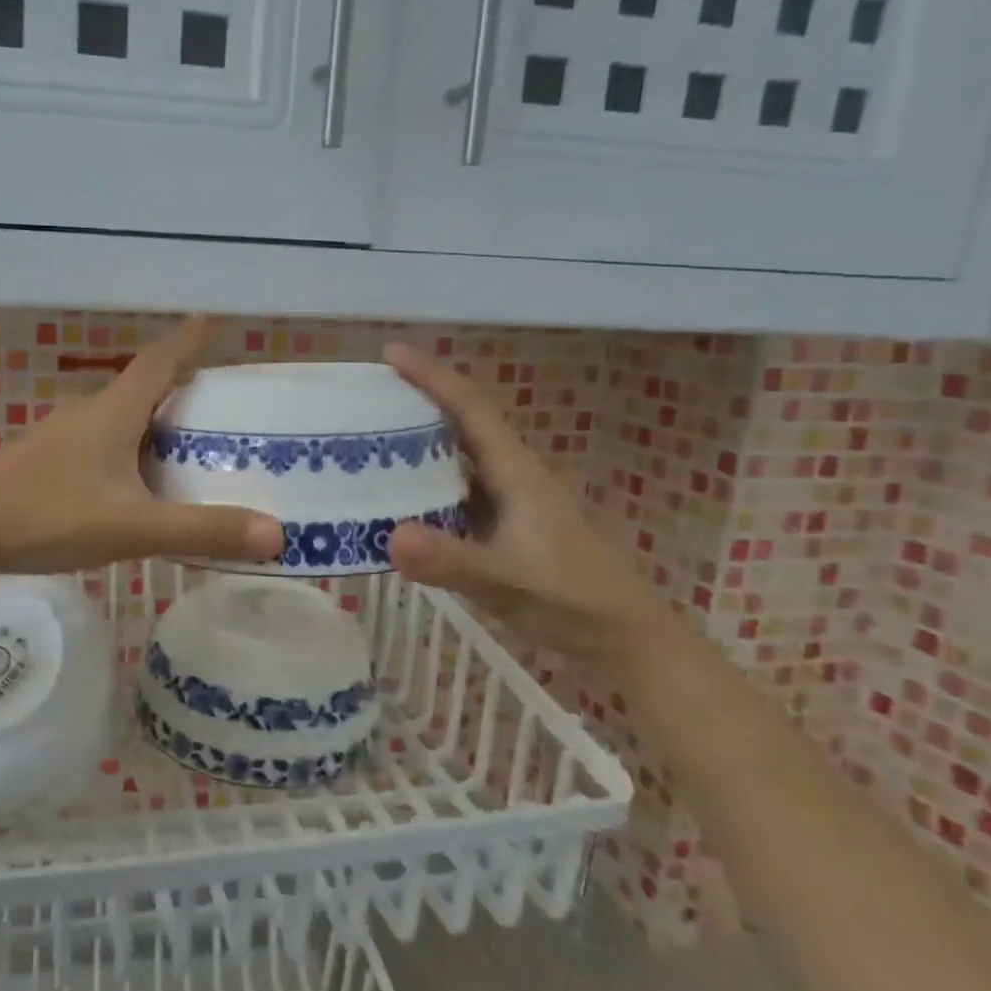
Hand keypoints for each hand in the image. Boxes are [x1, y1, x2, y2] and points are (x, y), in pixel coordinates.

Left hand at [0, 317, 284, 576]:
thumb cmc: (47, 514)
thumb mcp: (132, 527)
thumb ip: (201, 530)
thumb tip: (276, 534)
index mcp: (114, 412)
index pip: (160, 360)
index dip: (189, 340)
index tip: (214, 321)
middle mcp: (88, 413)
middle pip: (143, 390)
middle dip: (181, 393)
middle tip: (221, 413)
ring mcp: (61, 438)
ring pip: (119, 421)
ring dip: (153, 428)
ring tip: (187, 454)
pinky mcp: (44, 463)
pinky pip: (99, 447)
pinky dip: (127, 455)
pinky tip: (132, 488)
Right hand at [383, 343, 669, 661]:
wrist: (623, 637)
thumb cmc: (571, 600)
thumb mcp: (507, 581)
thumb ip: (450, 560)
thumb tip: (389, 536)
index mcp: (516, 472)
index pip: (471, 407)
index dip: (432, 376)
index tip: (392, 352)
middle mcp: (512, 476)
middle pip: (463, 422)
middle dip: (419, 400)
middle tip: (368, 395)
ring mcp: (510, 502)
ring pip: (460, 457)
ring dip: (421, 441)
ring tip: (371, 439)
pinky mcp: (505, 526)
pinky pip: (458, 490)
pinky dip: (428, 484)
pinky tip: (400, 499)